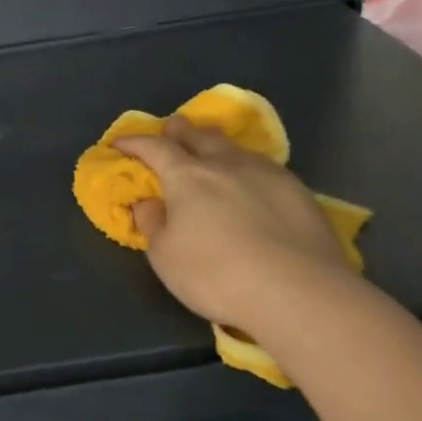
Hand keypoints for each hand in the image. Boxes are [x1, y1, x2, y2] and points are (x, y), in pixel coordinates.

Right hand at [114, 116, 351, 336]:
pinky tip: (253, 181)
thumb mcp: (166, 257)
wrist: (300, 293)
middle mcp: (226, 165)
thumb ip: (154, 224)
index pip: (155, 148)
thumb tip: (149, 202)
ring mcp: (268, 175)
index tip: (120, 143)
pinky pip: (265, 168)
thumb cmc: (218, 275)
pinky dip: (248, 167)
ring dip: (218, 145)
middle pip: (200, 136)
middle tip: (173, 127)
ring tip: (214, 149)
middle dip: (182, 130)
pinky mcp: (300, 193)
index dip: (135, 143)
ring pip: (236, 148)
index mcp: (188, 176)